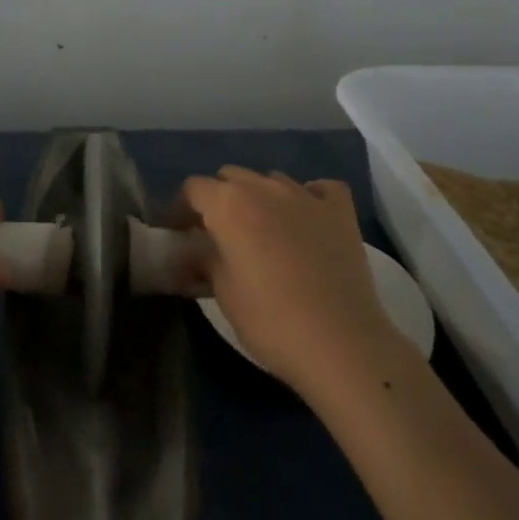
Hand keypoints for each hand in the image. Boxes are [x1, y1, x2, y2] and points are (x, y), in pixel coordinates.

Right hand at [180, 168, 395, 398]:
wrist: (340, 342)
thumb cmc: (270, 320)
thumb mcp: (223, 292)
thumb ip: (204, 260)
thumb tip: (191, 253)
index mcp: (229, 204)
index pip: (193, 188)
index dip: (181, 209)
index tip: (178, 233)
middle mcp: (265, 188)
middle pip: (231, 177)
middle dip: (219, 198)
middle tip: (217, 234)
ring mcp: (306, 195)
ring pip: (271, 180)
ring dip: (259, 197)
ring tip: (261, 230)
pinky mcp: (340, 211)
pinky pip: (318, 189)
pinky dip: (307, 197)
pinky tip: (305, 220)